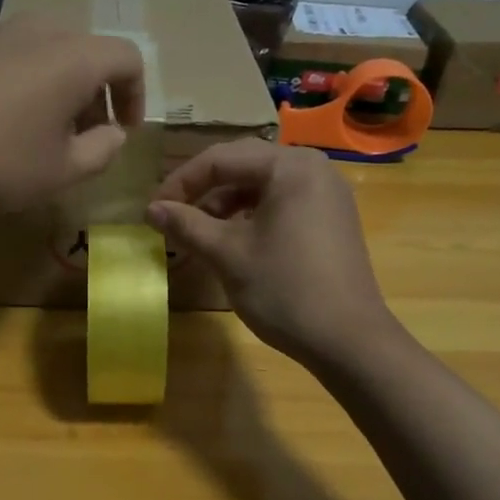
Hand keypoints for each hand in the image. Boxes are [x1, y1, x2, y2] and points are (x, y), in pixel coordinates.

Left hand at [0, 17, 144, 210]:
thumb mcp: (60, 172)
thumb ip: (102, 152)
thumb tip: (114, 133)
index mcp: (75, 57)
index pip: (128, 58)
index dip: (136, 96)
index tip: (124, 131)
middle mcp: (41, 31)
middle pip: (88, 53)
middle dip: (97, 95)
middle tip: (85, 136)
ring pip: (49, 53)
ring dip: (60, 89)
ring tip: (44, 132)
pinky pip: (14, 56)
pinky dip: (27, 82)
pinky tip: (2, 121)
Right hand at [147, 140, 394, 366]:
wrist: (348, 340)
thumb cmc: (284, 289)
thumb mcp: (227, 254)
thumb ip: (187, 225)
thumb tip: (151, 209)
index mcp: (289, 166)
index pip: (220, 159)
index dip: (180, 182)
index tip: (152, 211)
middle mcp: (312, 168)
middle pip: (242, 166)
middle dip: (202, 190)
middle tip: (171, 217)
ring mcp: (326, 193)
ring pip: (261, 186)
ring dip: (224, 205)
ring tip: (196, 234)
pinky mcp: (330, 218)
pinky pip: (281, 203)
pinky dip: (250, 216)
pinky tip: (231, 241)